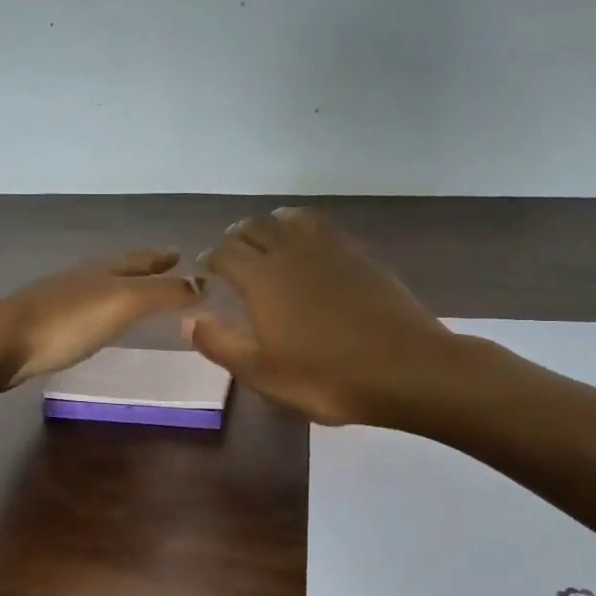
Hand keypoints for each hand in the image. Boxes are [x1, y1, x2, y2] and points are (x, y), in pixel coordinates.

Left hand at [0, 249, 204, 391]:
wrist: (2, 341)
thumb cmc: (68, 321)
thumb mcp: (124, 303)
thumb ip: (162, 294)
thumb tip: (201, 285)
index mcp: (103, 271)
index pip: (139, 260)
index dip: (160, 258)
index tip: (179, 254)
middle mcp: (81, 279)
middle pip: (117, 269)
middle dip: (142, 269)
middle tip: (164, 268)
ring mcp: (58, 300)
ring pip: (97, 287)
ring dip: (119, 288)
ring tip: (133, 294)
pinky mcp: (43, 324)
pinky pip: (81, 310)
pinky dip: (97, 310)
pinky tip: (94, 322)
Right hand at [187, 209, 457, 425]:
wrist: (406, 368)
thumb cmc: (327, 377)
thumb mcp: (263, 373)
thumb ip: (221, 344)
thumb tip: (189, 319)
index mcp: (261, 279)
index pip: (224, 253)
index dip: (210, 259)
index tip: (206, 272)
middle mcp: (290, 252)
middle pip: (253, 227)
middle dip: (236, 238)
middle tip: (231, 258)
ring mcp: (328, 248)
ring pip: (288, 218)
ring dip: (269, 226)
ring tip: (266, 244)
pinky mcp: (357, 254)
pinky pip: (320, 225)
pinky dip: (301, 227)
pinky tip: (307, 249)